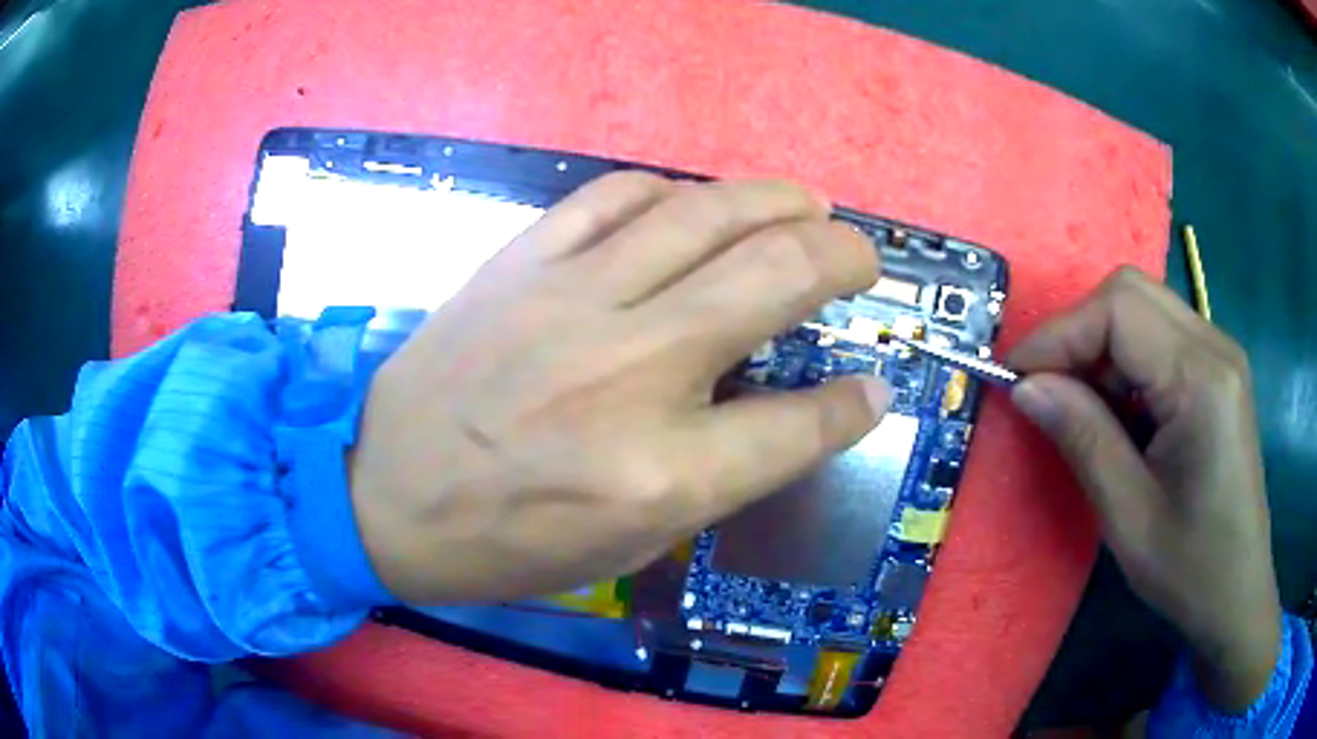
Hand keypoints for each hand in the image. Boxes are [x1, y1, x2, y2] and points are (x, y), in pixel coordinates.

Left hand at [348, 173, 889, 604]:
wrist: (383, 493)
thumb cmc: (506, 542)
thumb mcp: (631, 543)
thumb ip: (725, 473)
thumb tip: (805, 413)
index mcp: (663, 472)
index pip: (803, 423)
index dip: (855, 403)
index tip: (874, 385)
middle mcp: (631, 371)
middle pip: (777, 276)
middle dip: (843, 257)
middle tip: (860, 257)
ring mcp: (571, 302)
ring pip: (705, 213)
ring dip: (776, 200)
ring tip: (808, 205)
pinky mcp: (521, 264)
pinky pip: (614, 197)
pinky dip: (671, 191)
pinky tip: (693, 203)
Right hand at [1009, 267, 1279, 712]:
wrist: (1237, 591)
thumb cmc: (1189, 567)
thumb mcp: (1128, 515)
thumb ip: (1082, 438)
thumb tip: (1026, 387)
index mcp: (1202, 379)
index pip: (1118, 310)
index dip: (1059, 334)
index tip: (1014, 377)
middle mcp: (1215, 346)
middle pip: (1130, 293)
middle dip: (1078, 331)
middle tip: (1047, 389)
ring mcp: (1220, 354)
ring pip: (1143, 308)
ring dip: (1100, 345)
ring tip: (1079, 405)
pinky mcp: (1218, 371)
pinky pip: (1160, 336)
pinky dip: (1124, 359)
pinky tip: (1118, 409)